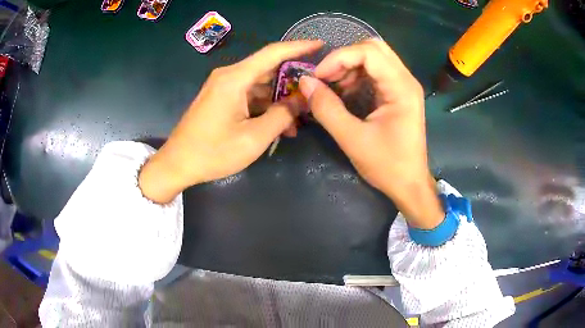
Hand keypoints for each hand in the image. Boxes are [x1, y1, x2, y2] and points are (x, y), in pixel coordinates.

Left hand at [139, 40, 322, 202]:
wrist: (177, 164)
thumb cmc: (213, 152)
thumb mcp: (253, 138)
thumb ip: (282, 116)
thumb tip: (300, 100)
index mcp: (235, 78)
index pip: (273, 53)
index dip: (299, 47)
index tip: (321, 45)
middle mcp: (229, 76)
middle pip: (268, 69)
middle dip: (293, 82)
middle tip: (314, 96)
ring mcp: (223, 87)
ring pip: (260, 85)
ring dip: (279, 100)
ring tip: (298, 121)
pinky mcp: (220, 98)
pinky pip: (249, 95)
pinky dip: (265, 106)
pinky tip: (278, 124)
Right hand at [299, 39, 442, 228]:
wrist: (410, 185)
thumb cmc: (387, 166)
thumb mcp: (352, 139)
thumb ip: (327, 109)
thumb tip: (305, 82)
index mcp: (401, 88)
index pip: (368, 52)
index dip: (339, 58)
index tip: (318, 77)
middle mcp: (406, 80)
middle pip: (373, 47)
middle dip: (345, 57)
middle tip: (327, 77)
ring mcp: (404, 85)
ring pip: (374, 57)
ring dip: (350, 65)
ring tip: (334, 86)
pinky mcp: (400, 93)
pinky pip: (376, 71)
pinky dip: (357, 74)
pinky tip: (346, 91)